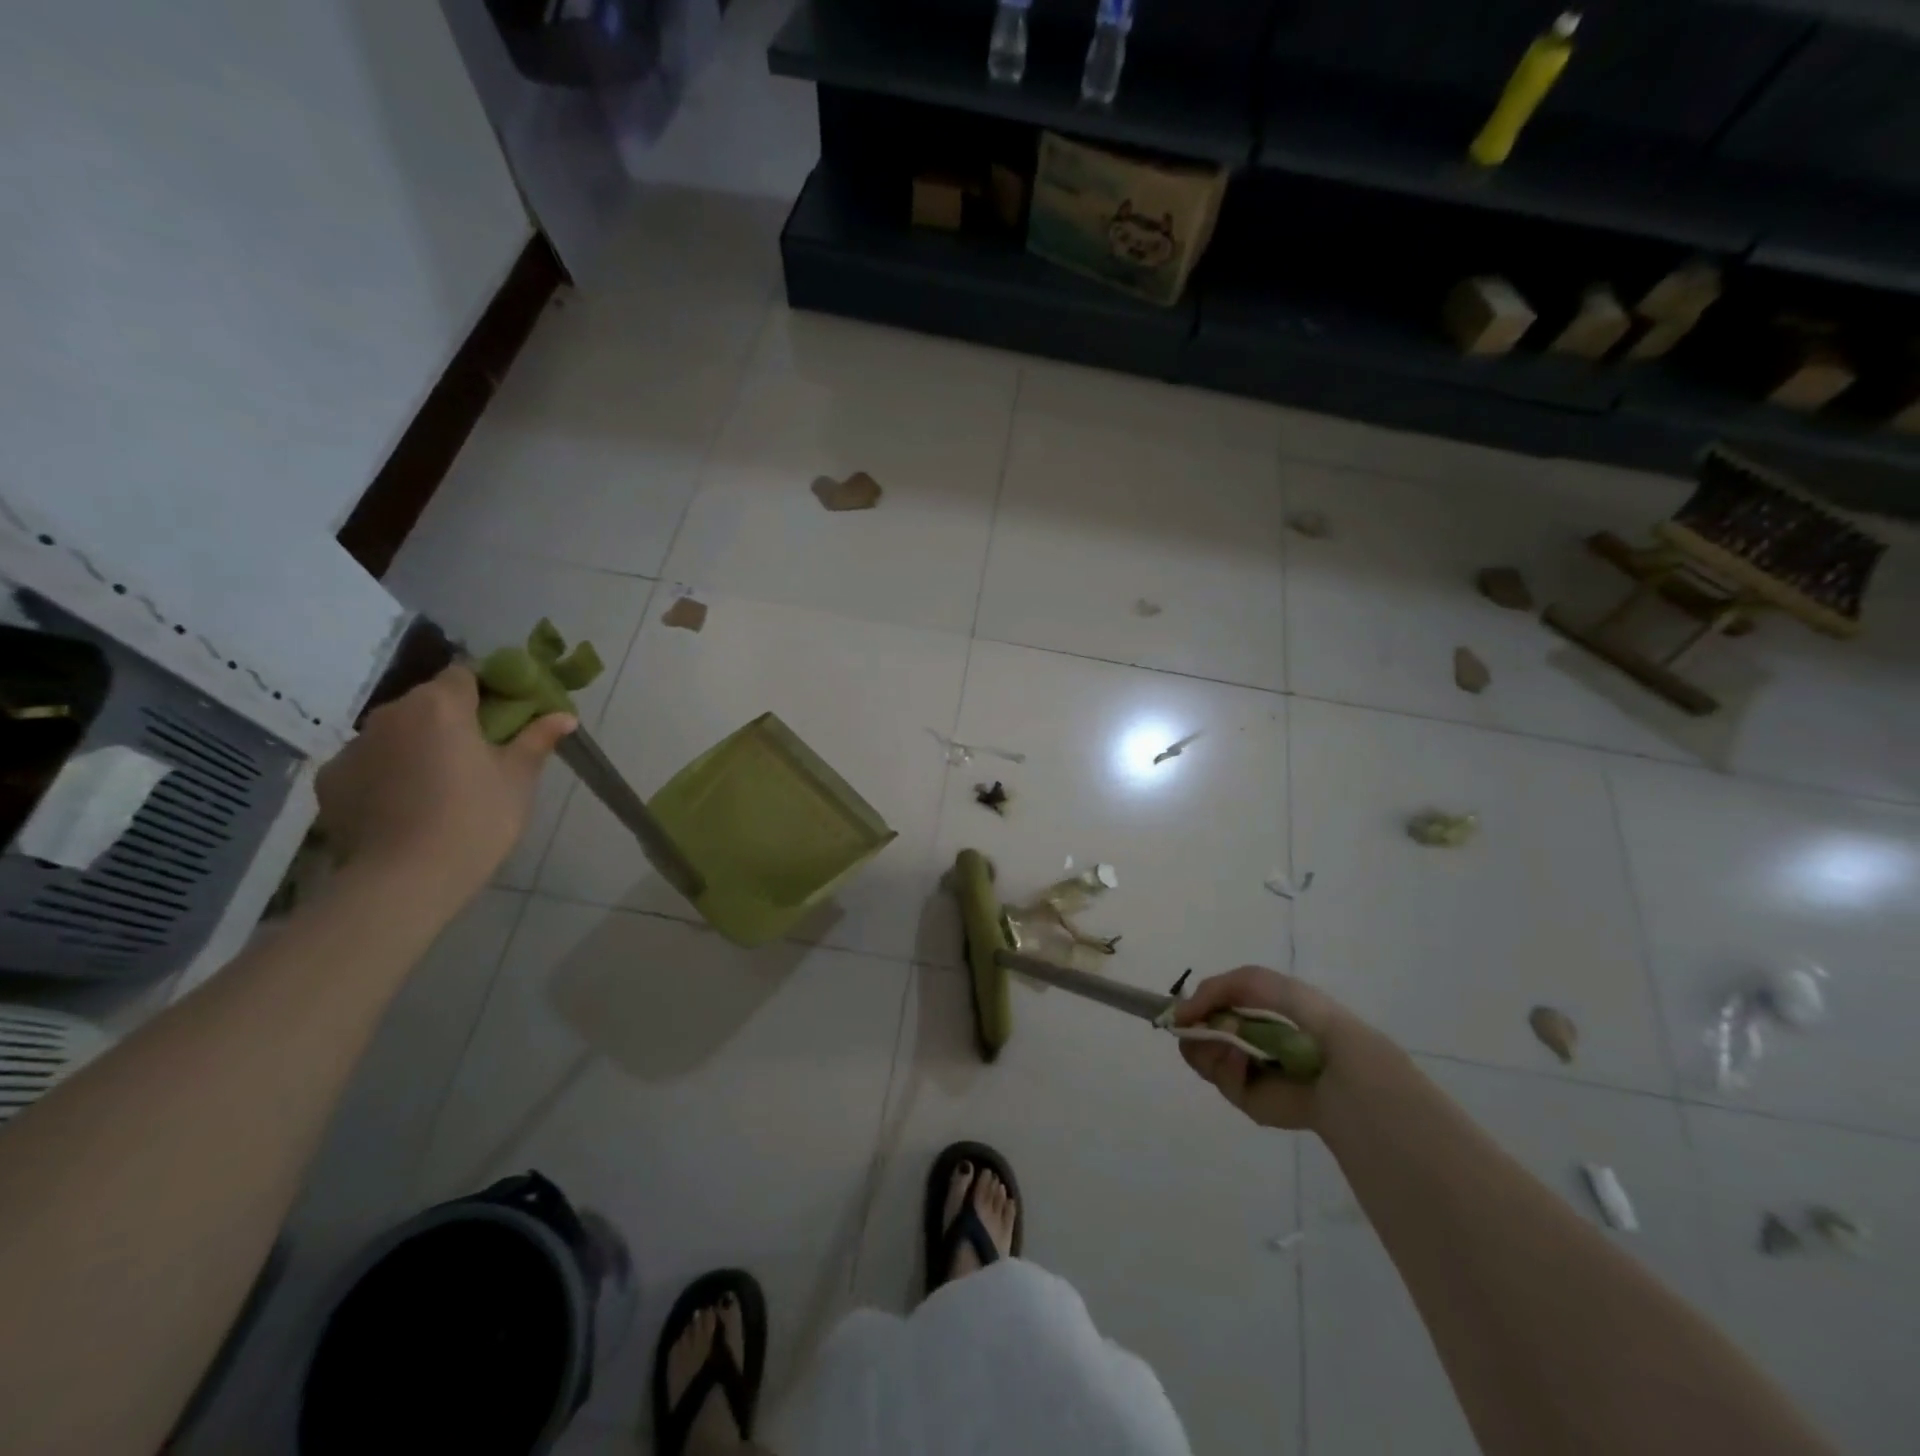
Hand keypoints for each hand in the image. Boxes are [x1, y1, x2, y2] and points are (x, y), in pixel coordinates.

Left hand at [316, 666, 574, 898]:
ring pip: (397, 733)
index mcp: (440, 705)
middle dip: (454, 719)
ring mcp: (354, 746)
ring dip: (419, 745)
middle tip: (481, 753)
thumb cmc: (476, 818)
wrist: (406, 879)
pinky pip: (369, 763)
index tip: (507, 714)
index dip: (488, 688)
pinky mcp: (331, 780)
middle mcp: (391, 714)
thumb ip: (537, 739)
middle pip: (428, 702)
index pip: (465, 673)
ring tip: (441, 784)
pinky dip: (388, 773)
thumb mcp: (518, 778)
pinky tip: (406, 805)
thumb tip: (565, 716)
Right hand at [1174, 966, 1392, 1130]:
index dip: (1191, 1009)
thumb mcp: (1251, 980)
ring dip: (1207, 1044)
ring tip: (1228, 1041)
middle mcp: (1243, 1041)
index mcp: (1249, 1013)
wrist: (1334, 1059)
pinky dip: (1224, 1065)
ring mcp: (1243, 1070)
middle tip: (1200, 1026)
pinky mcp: (1246, 1098)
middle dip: (1194, 1028)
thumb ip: (1211, 990)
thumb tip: (1178, 1015)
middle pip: (1195, 1035)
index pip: (1206, 1010)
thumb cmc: (1298, 1012)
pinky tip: (1241, 1059)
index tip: (1180, 1011)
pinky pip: (1219, 1079)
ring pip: (1200, 1056)